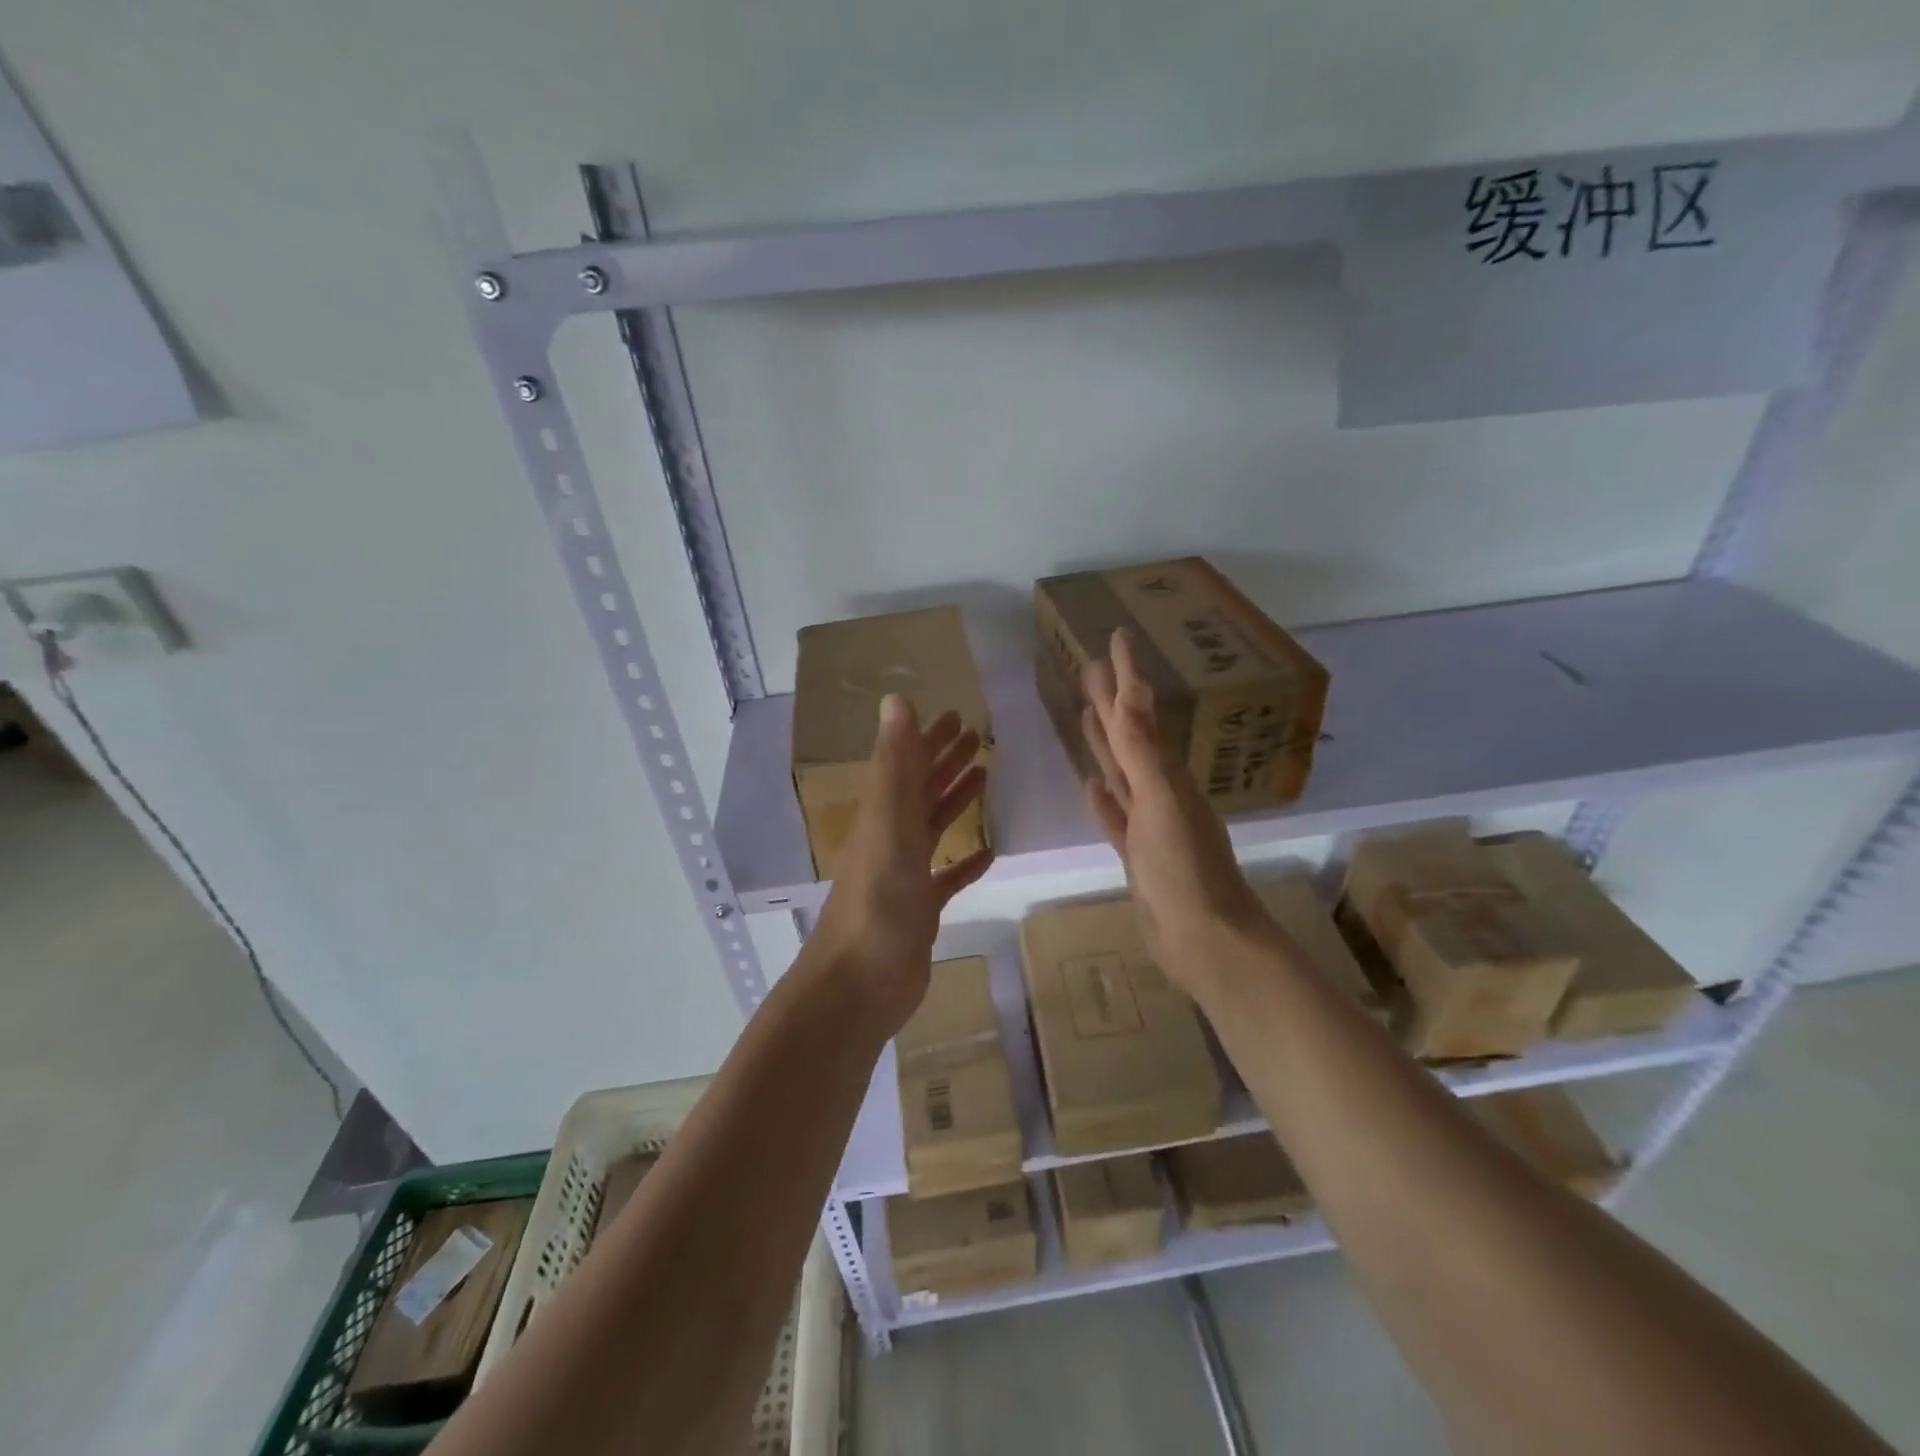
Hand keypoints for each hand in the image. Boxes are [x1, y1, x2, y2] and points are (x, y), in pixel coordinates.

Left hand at [808, 695, 993, 1034]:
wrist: (860, 983)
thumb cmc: (878, 900)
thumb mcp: (889, 823)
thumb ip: (896, 764)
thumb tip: (896, 699)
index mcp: (883, 814)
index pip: (908, 764)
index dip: (929, 738)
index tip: (956, 715)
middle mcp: (892, 838)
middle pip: (921, 790)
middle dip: (946, 760)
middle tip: (977, 736)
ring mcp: (905, 876)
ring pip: (933, 827)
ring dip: (955, 800)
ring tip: (985, 776)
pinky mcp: (921, 910)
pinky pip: (947, 877)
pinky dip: (965, 862)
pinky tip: (987, 853)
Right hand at [1081, 629, 1268, 994]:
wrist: (1206, 941)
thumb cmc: (1187, 872)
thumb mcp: (1162, 804)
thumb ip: (1142, 752)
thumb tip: (1131, 693)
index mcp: (1167, 775)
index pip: (1138, 714)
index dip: (1126, 676)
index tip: (1116, 638)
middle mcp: (1160, 791)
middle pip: (1128, 736)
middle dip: (1111, 701)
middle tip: (1090, 667)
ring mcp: (1149, 823)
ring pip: (1122, 772)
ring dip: (1105, 743)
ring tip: (1087, 715)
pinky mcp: (1138, 854)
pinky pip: (1116, 815)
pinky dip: (1104, 799)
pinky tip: (1092, 784)